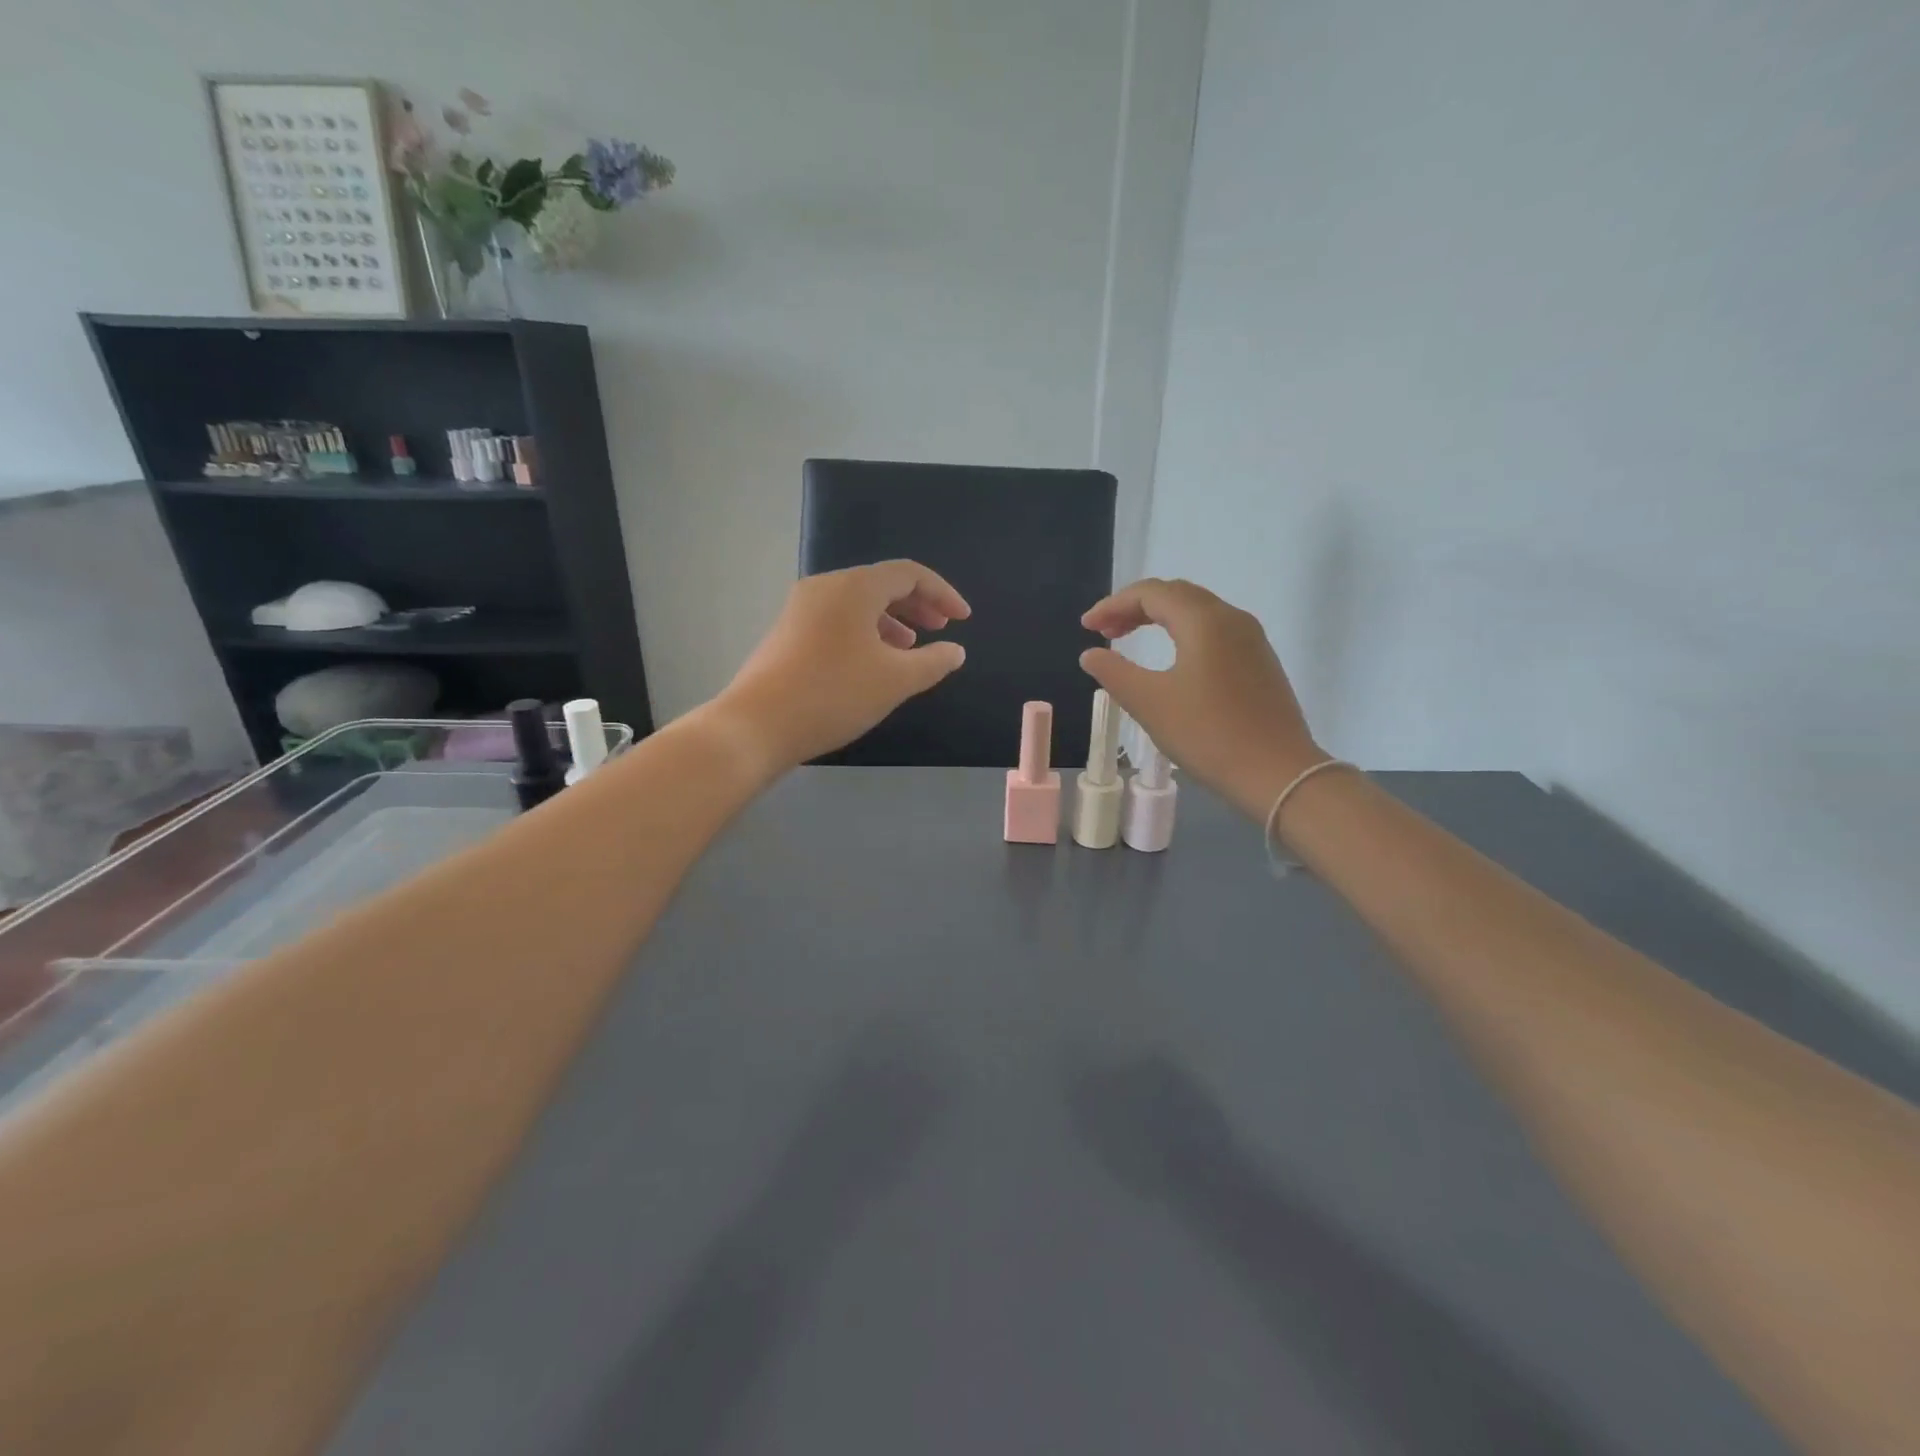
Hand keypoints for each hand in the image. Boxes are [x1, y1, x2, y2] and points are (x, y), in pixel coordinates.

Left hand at [712, 560, 970, 771]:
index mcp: (854, 587)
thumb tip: (955, 651)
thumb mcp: (896, 680)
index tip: (962, 619)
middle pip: (881, 584)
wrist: (758, 724)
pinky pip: (838, 620)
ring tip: (909, 648)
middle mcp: (825, 587)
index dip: (942, 593)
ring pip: (857, 604)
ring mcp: (801, 609)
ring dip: (891, 620)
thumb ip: (934, 662)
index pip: (909, 574)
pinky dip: (865, 632)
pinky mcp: (787, 632)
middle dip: (916, 605)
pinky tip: (872, 662)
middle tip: (940, 629)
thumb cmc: (834, 694)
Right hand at [1080, 579, 1321, 820]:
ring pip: (1198, 612)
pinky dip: (1183, 634)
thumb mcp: (1150, 703)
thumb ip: (1115, 673)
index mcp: (1204, 620)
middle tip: (1105, 631)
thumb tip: (1091, 654)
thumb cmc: (1208, 734)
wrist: (1278, 773)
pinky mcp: (1260, 663)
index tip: (1086, 627)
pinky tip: (1171, 661)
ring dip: (1160, 619)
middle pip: (1177, 595)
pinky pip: (1214, 632)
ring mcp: (1251, 640)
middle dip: (1135, 607)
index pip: (1151, 593)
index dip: (1113, 604)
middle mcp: (1232, 618)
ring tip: (1130, 641)